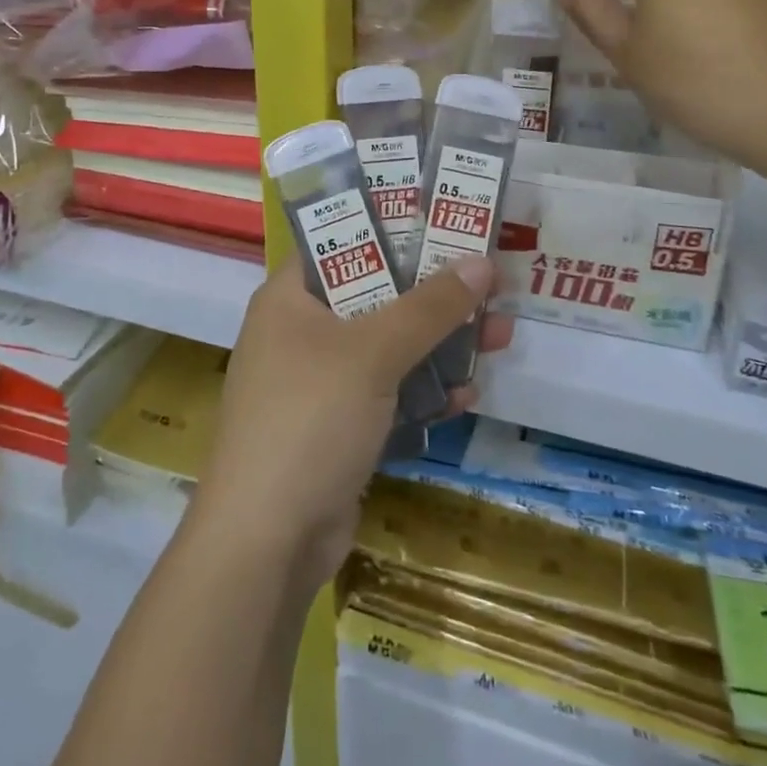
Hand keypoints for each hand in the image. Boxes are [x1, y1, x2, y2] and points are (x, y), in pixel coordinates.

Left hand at [191, 254, 510, 595]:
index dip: (393, 229)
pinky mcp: (337, 428)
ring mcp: (318, 384)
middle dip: (433, 296)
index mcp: (290, 298)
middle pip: (375, 295)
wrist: (267, 541)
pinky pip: (388, 394)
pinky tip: (467, 395)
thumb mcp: (372, 352)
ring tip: (499, 336)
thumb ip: (429, 307)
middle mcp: (300, 333)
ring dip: (439, 345)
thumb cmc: (310, 418)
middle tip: (489, 285)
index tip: (446, 224)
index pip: (342, 243)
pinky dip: (423, 392)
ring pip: (387, 347)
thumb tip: (482, 263)